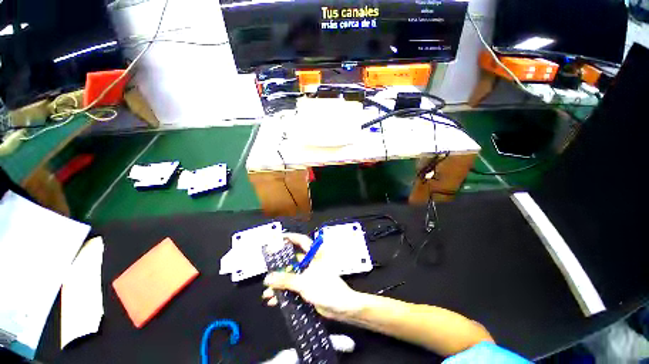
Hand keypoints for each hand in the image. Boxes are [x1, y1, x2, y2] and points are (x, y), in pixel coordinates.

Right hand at [262, 233, 363, 320]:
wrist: (340, 307)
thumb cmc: (325, 288)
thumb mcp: (304, 283)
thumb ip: (286, 280)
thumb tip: (268, 278)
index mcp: (314, 255)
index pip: (301, 240)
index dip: (290, 237)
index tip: (278, 238)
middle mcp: (311, 262)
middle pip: (293, 260)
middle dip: (280, 266)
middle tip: (267, 269)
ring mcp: (309, 275)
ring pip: (292, 275)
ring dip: (280, 283)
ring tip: (267, 292)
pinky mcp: (308, 286)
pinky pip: (294, 286)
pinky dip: (285, 292)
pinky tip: (275, 301)